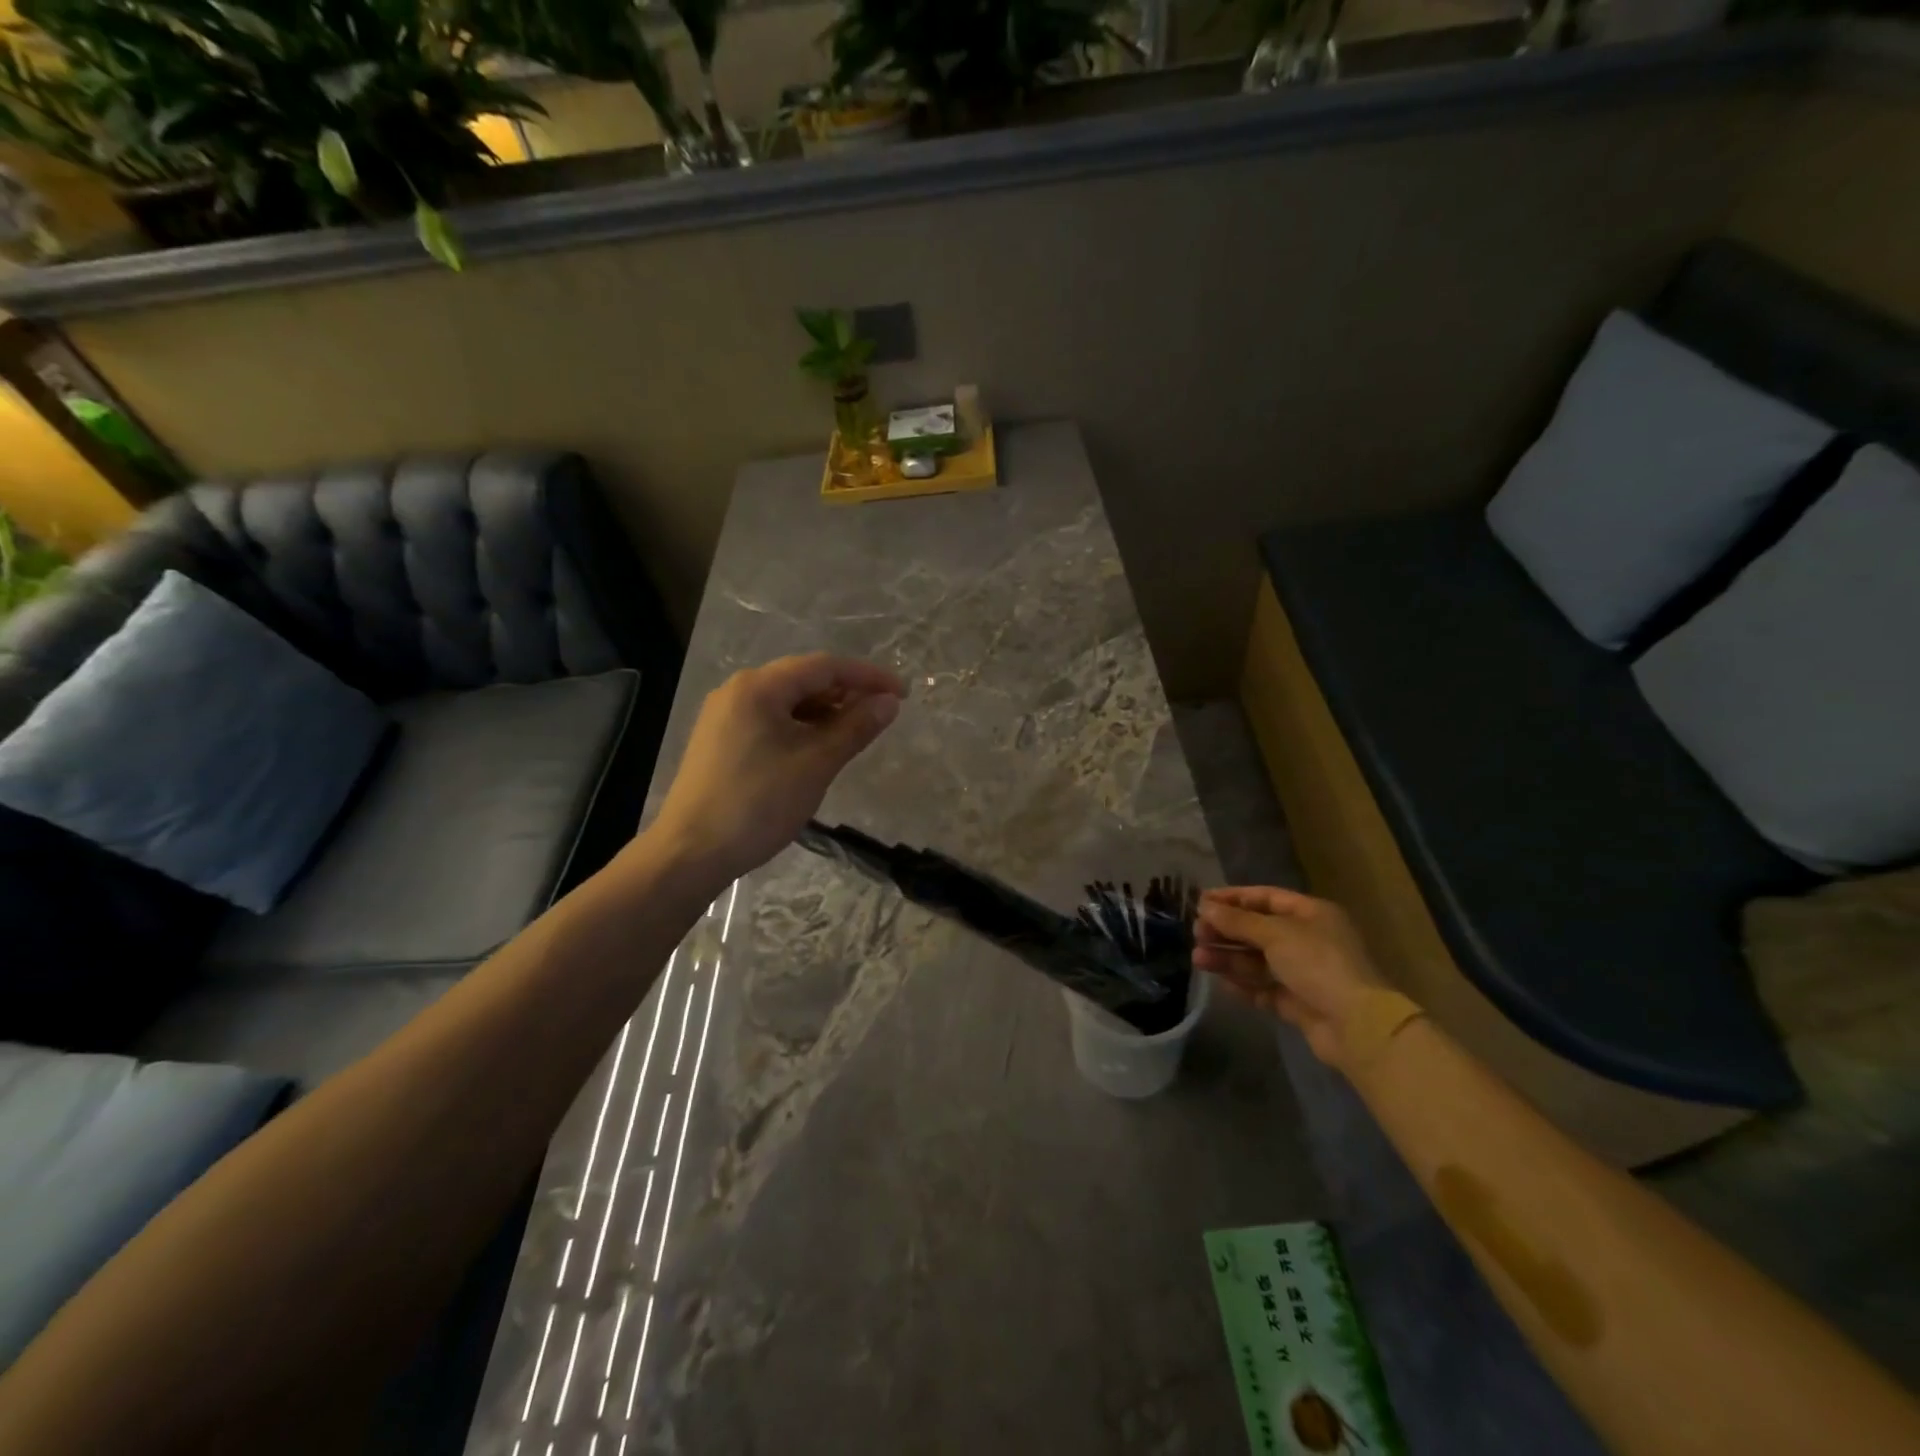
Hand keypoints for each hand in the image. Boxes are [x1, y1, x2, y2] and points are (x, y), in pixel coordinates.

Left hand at [646, 654, 903, 889]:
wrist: (690, 853)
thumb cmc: (758, 804)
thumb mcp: (816, 764)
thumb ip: (855, 727)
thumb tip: (889, 702)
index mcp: (759, 687)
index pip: (824, 666)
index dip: (867, 676)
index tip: (901, 693)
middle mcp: (738, 691)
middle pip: (803, 679)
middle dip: (846, 693)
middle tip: (882, 714)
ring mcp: (725, 716)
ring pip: (787, 701)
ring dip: (825, 712)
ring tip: (855, 733)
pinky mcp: (721, 741)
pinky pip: (770, 720)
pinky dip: (801, 727)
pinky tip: (818, 748)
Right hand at [1193, 887, 1386, 1066]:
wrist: (1355, 1025)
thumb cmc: (1317, 964)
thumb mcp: (1275, 934)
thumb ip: (1238, 920)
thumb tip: (1205, 906)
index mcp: (1311, 914)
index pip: (1266, 898)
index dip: (1233, 898)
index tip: (1201, 901)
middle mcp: (1307, 939)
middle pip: (1258, 929)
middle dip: (1226, 930)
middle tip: (1196, 933)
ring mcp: (1303, 973)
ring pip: (1257, 960)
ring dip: (1228, 957)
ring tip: (1198, 959)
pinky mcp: (1297, 1002)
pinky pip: (1263, 988)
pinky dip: (1242, 983)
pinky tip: (1220, 982)